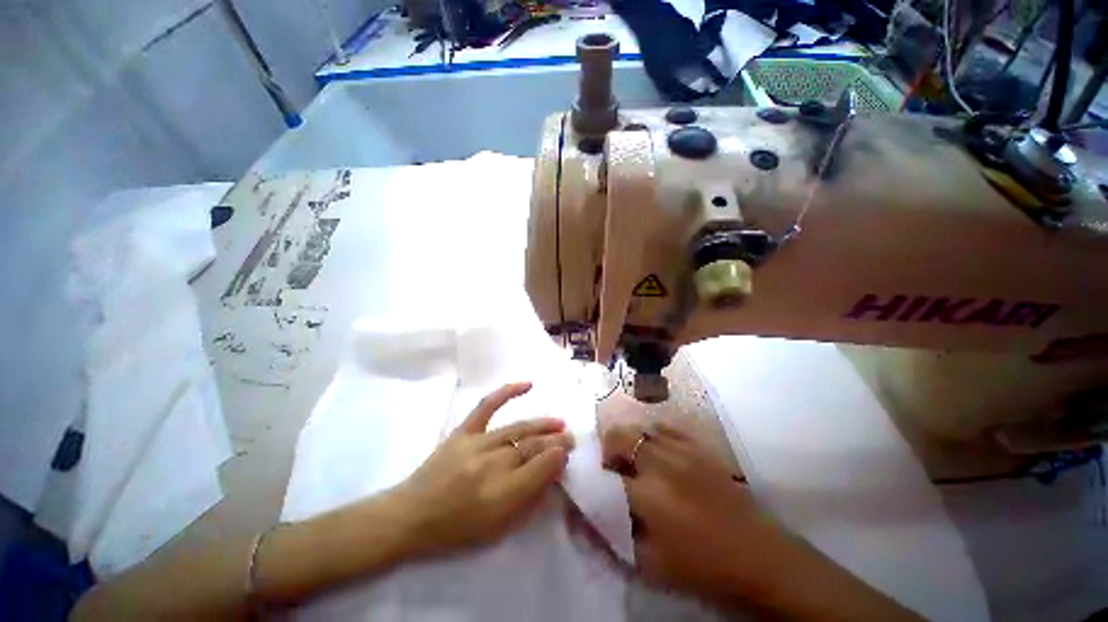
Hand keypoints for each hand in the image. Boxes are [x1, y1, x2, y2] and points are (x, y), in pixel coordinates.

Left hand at [389, 382, 573, 556]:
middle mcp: (493, 464)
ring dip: (543, 424)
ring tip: (559, 423)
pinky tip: (527, 384)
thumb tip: (552, 472)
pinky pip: (488, 405)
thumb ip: (529, 500)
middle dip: (556, 441)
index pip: (542, 467)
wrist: (411, 516)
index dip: (558, 457)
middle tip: (570, 438)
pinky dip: (508, 392)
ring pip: (519, 428)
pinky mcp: (464, 431)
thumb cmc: (456, 529)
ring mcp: (477, 443)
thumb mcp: (498, 529)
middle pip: (533, 446)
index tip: (567, 453)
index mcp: (502, 494)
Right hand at [599, 397, 781, 602]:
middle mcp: (661, 463)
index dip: (592, 480)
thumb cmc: (702, 566)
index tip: (590, 485)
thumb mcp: (650, 565)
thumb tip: (585, 518)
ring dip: (629, 441)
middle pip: (619, 435)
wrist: (759, 554)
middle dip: (607, 449)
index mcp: (648, 495)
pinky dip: (652, 435)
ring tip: (634, 461)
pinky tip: (657, 452)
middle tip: (613, 470)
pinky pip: (664, 427)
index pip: (604, 477)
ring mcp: (681, 449)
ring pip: (640, 427)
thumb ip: (614, 538)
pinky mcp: (698, 446)